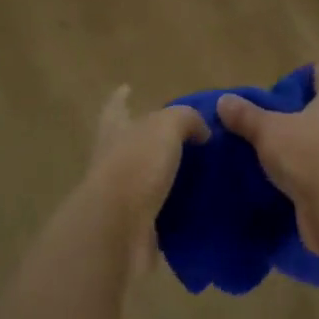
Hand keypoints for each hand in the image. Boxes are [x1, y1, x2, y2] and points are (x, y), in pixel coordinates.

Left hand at [78, 86, 207, 259]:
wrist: (118, 229)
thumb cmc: (137, 165)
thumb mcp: (166, 127)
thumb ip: (186, 119)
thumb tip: (201, 131)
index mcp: (116, 130)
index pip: (116, 107)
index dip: (121, 98)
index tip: (126, 89)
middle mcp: (114, 160)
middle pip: (131, 143)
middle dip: (152, 138)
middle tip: (187, 136)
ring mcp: (122, 195)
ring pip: (148, 178)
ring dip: (169, 175)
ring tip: (204, 171)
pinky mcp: (136, 226)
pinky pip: (162, 211)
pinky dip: (178, 208)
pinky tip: (202, 204)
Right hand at [216, 67, 318, 249]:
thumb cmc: (309, 154)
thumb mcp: (269, 131)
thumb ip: (247, 117)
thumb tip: (223, 100)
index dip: (315, 77)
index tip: (301, 78)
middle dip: (310, 117)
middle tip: (281, 120)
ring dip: (311, 152)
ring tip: (282, 156)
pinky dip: (312, 181)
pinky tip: (291, 187)